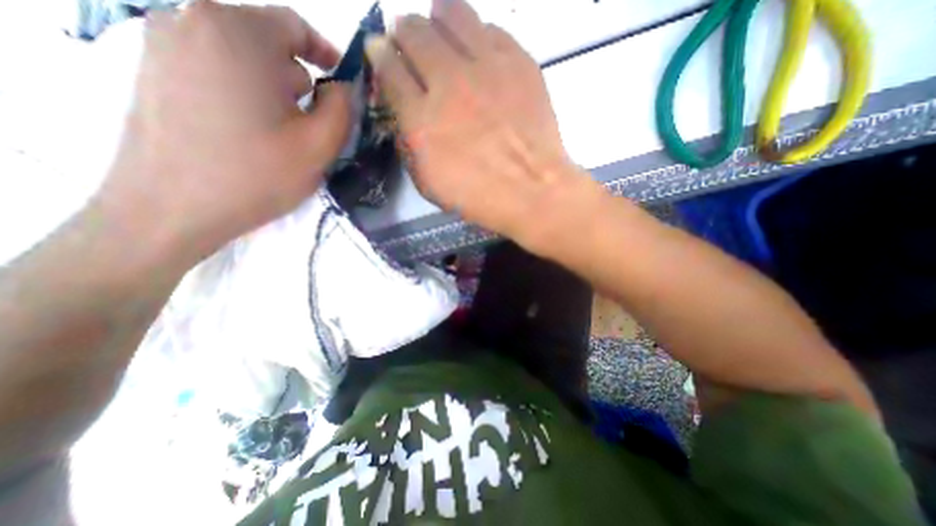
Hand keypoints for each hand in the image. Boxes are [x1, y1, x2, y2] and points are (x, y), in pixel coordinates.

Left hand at [98, 2, 352, 256]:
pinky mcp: (152, 69)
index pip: (295, 26)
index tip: (341, 86)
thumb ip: (342, 108)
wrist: (172, 210)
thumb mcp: (319, 145)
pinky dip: (244, 95)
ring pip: (244, 59)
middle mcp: (191, 20)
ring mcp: (162, 43)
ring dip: (272, 92)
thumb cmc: (256, 175)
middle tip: (308, 126)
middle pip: (268, 44)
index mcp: (237, 32)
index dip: (326, 54)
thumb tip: (342, 87)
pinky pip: (217, 71)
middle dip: (297, 83)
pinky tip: (248, 133)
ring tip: (278, 135)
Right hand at [361, 0, 586, 244]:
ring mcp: (486, 68)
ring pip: (452, 15)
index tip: (379, 50)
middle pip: (414, 32)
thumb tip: (404, 113)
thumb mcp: (428, 183)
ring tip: (440, 30)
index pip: (388, 69)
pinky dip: (478, 34)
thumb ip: (409, 144)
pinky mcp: (519, 63)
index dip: (379, 54)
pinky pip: (491, 30)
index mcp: (421, 118)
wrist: (530, 191)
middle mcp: (449, 82)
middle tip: (408, 41)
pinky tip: (479, 50)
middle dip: (404, 32)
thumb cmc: (477, 196)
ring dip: (439, 20)